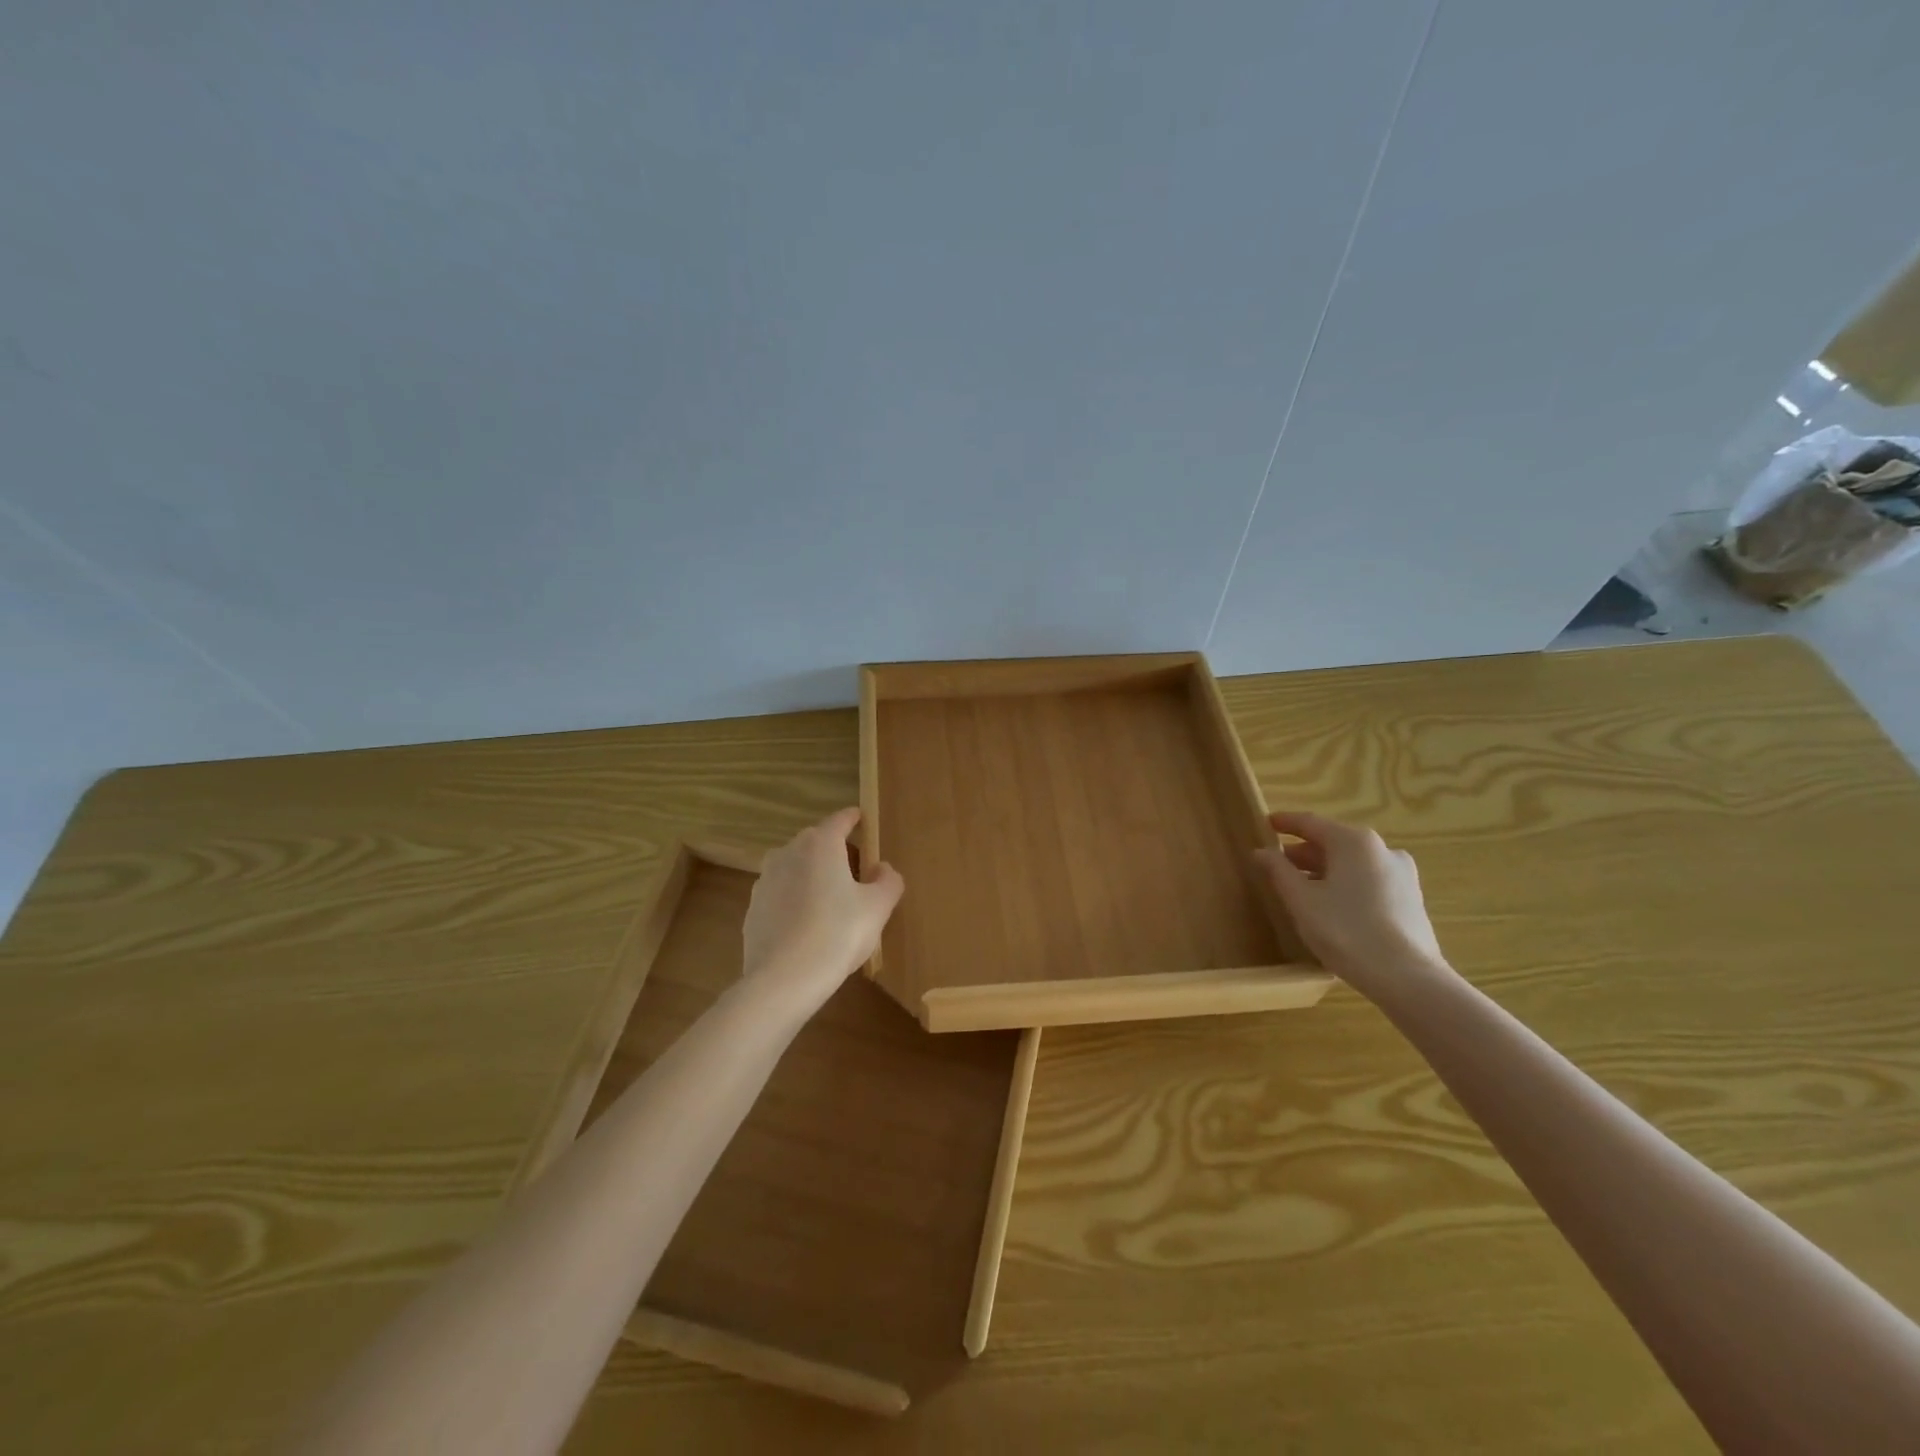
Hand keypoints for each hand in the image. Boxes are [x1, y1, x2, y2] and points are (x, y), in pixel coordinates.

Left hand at [740, 807, 903, 1008]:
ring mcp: (765, 880)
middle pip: (816, 842)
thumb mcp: (878, 907)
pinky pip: (781, 895)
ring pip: (795, 868)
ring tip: (831, 901)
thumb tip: (882, 868)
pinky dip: (795, 901)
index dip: (855, 819)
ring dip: (813, 876)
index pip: (841, 819)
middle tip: (856, 872)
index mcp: (820, 844)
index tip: (864, 820)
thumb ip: (888, 880)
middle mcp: (788, 852)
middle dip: (836, 851)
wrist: (783, 980)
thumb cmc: (838, 934)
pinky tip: (808, 926)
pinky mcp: (753, 909)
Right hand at [1253, 810, 1448, 993]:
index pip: (1311, 823)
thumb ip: (1278, 871)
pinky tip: (1333, 906)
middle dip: (1304, 852)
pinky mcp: (1412, 899)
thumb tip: (1261, 851)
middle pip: (1334, 842)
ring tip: (1302, 888)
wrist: (1407, 978)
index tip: (1266, 823)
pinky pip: (1370, 881)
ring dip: (1325, 870)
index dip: (1285, 822)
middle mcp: (1382, 849)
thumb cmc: (1346, 931)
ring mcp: (1402, 874)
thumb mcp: (1301, 900)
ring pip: (1353, 863)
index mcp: (1354, 842)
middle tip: (1278, 864)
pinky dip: (1346, 884)